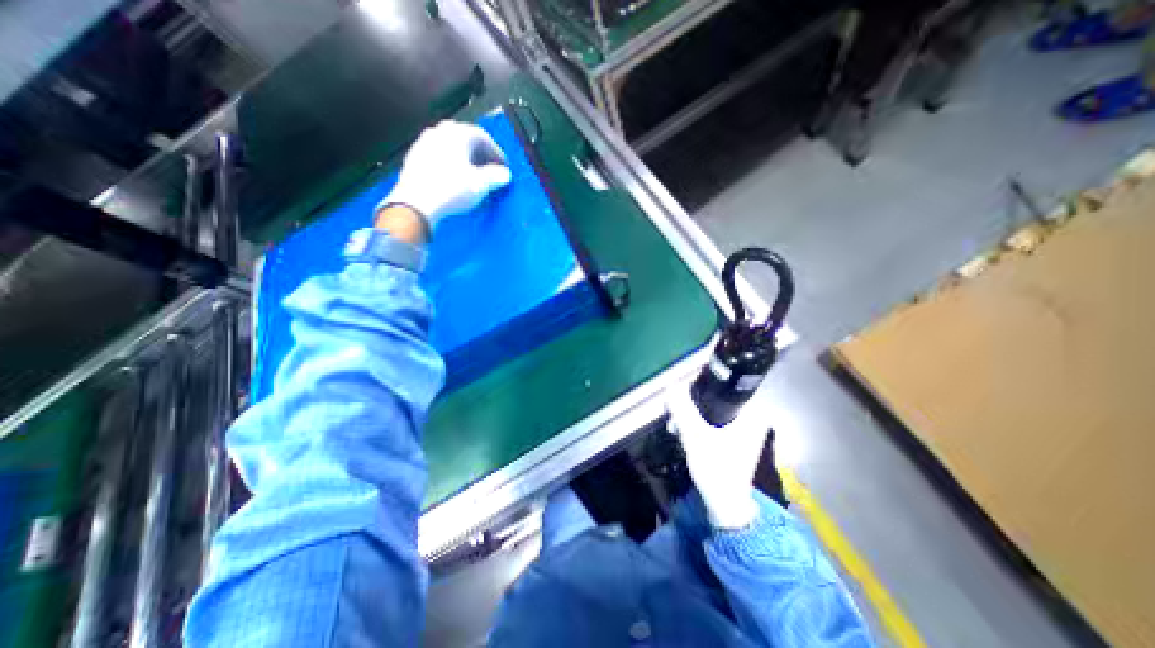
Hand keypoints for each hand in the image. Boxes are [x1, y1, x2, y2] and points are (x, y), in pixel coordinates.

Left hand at [382, 119, 512, 230]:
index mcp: (457, 133)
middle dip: (480, 156)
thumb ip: (496, 176)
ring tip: (472, 179)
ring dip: (464, 162)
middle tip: (489, 172)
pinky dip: (449, 168)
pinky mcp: (414, 159)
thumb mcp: (481, 184)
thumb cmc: (449, 189)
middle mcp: (439, 132)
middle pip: (466, 141)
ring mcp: (424, 144)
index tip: (502, 166)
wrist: (417, 203)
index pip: (483, 136)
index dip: (496, 152)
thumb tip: (503, 174)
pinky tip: (454, 183)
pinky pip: (438, 159)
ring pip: (451, 149)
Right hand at [669, 383, 763, 529]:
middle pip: (715, 401)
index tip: (680, 397)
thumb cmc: (716, 469)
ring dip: (691, 418)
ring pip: (711, 412)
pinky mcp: (735, 441)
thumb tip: (671, 385)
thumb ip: (683, 409)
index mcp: (752, 414)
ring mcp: (744, 431)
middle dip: (691, 408)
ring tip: (676, 428)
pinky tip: (684, 435)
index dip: (698, 388)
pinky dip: (698, 426)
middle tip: (675, 418)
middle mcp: (752, 419)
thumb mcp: (695, 436)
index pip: (723, 388)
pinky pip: (713, 423)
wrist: (725, 507)